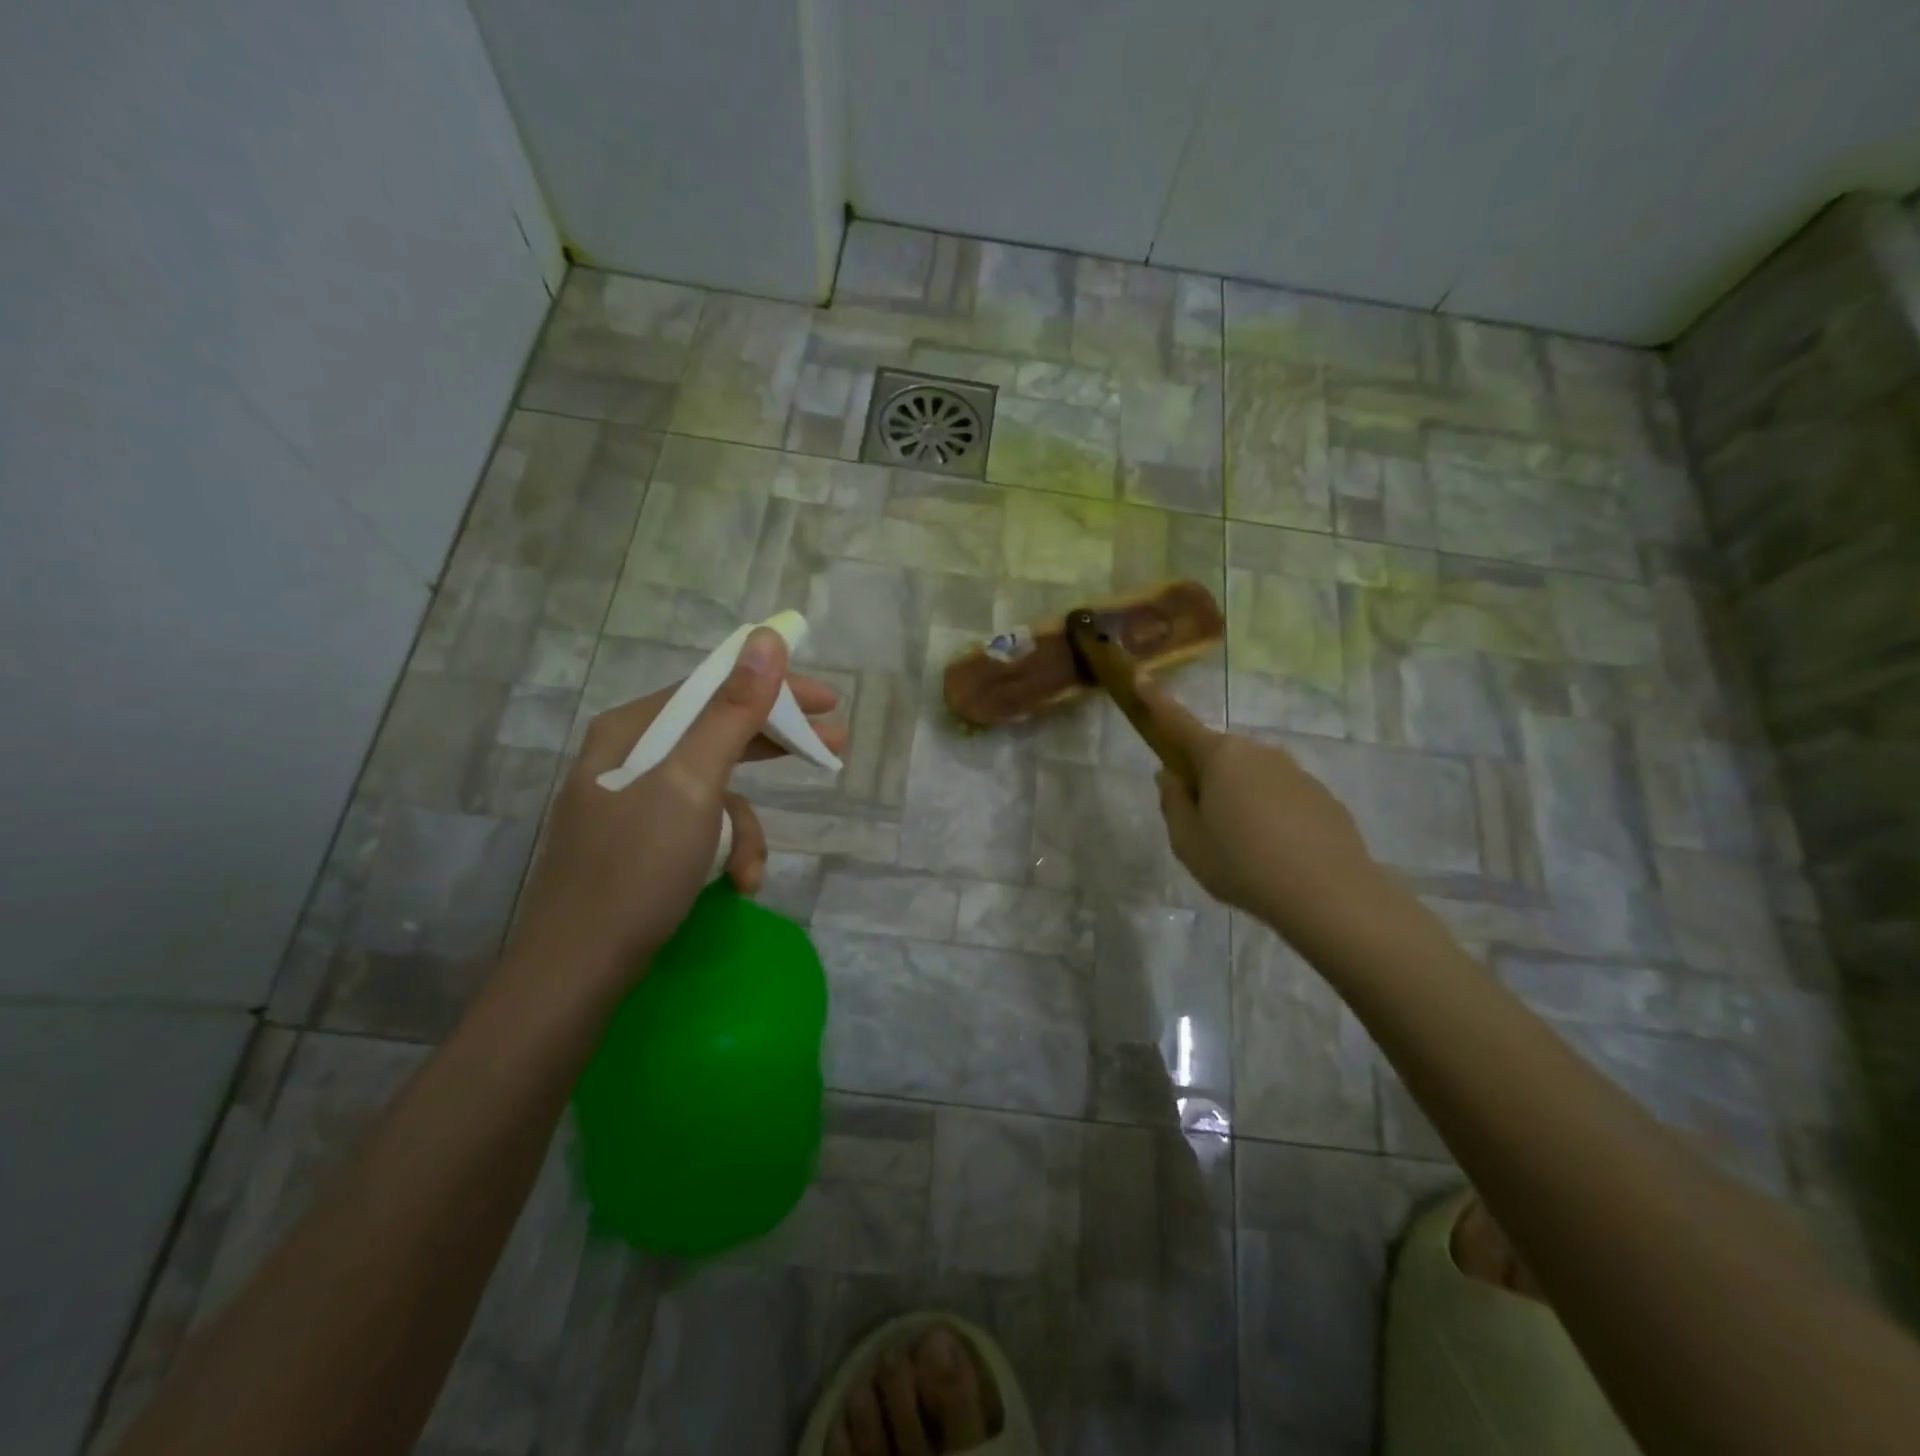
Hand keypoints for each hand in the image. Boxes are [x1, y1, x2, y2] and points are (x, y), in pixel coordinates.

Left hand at [508, 627, 845, 980]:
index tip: (827, 702)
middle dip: (774, 748)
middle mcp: (628, 757)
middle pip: (717, 733)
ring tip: (753, 871)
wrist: (575, 973)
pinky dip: (723, 852)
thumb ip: (732, 712)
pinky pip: (698, 828)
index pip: (713, 687)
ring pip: (713, 791)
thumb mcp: (693, 785)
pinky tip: (734, 885)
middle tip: (833, 746)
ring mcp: (631, 803)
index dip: (774, 688)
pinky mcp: (639, 844)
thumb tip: (766, 639)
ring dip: (745, 828)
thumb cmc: (636, 870)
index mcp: (631, 731)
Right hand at [1135, 673, 1385, 945]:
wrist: (1330, 895)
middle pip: (1218, 756)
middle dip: (1204, 777)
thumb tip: (1173, 777)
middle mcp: (1258, 753)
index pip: (1178, 721)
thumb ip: (1174, 804)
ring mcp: (1294, 772)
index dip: (1156, 700)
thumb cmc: (1243, 865)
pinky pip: (1281, 797)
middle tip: (1202, 824)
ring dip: (1239, 798)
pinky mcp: (1322, 796)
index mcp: (1219, 757)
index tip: (1141, 676)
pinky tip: (1276, 854)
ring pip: (1251, 777)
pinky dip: (1271, 815)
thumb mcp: (1188, 843)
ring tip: (1244, 849)